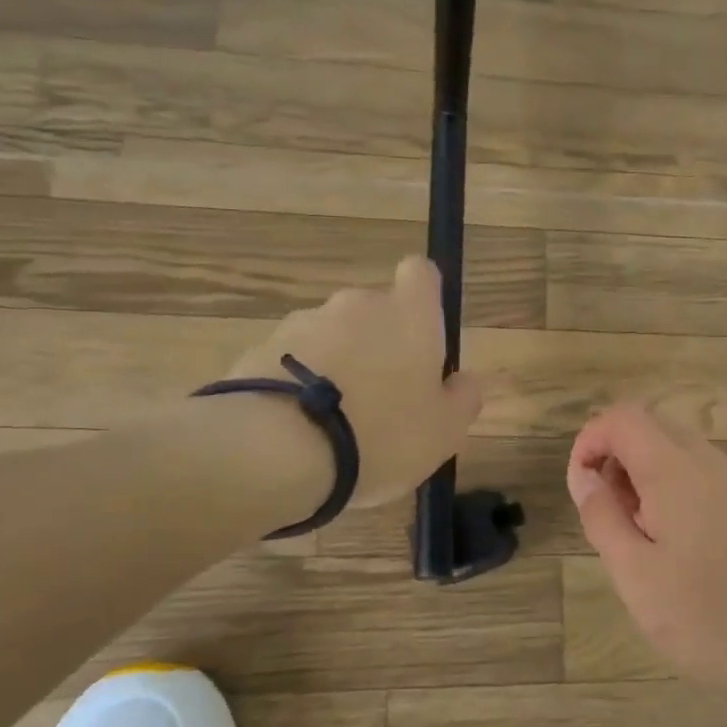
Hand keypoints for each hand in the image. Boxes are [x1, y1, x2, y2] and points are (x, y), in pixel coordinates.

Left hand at [229, 257, 482, 509]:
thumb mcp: (445, 431)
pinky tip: (298, 426)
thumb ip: (463, 398)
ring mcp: (304, 322)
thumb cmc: (382, 435)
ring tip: (332, 422)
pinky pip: (292, 360)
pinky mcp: (261, 347)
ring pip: (332, 337)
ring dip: (337, 365)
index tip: (423, 334)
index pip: (421, 273)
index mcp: (410, 315)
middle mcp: (358, 305)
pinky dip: (299, 382)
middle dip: (378, 345)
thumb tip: (464, 380)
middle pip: (375, 313)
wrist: (279, 452)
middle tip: (381, 400)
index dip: (423, 296)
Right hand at [567, 404, 726, 697]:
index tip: (581, 488)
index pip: (624, 417)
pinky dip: (677, 490)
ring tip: (641, 537)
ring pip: (681, 451)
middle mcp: (712, 462)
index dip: (591, 439)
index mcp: (676, 470)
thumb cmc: (707, 620)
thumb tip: (584, 476)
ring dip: (647, 476)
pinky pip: (706, 476)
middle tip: (608, 515)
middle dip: (617, 457)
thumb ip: (602, 517)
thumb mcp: (635, 575)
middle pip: (653, 426)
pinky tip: (680, 547)